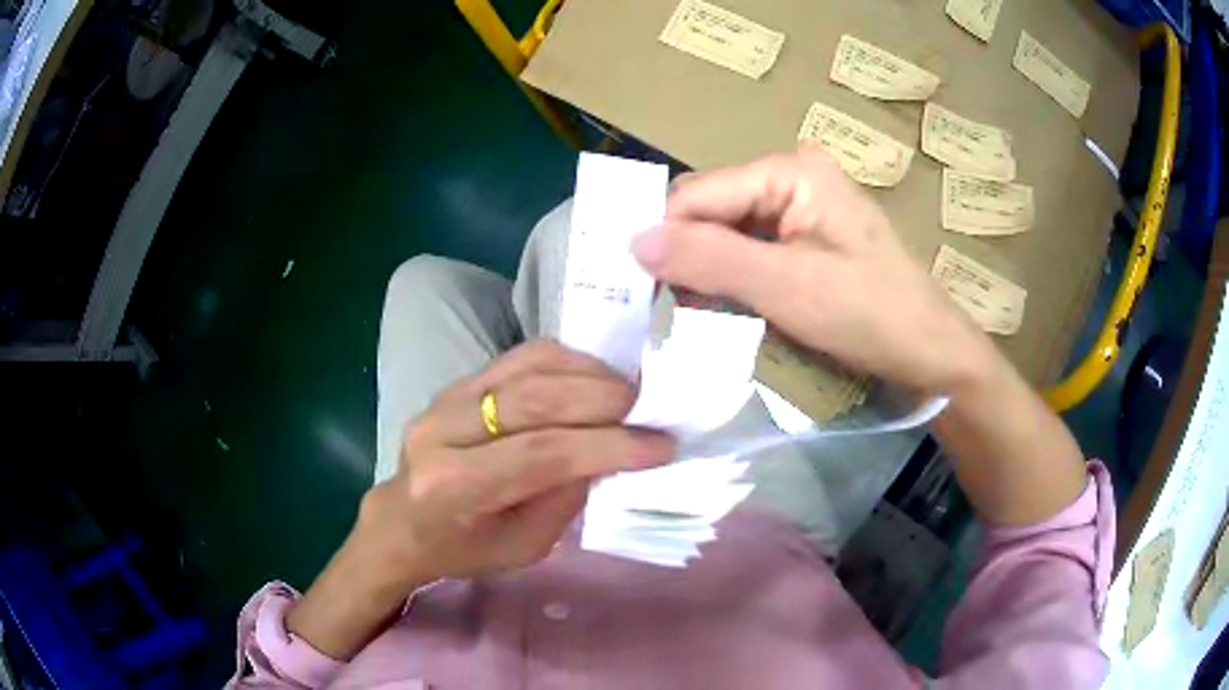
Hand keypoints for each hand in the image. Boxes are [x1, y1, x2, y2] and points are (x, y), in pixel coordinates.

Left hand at [356, 339, 673, 585]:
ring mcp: (447, 396)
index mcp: (454, 486)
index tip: (661, 445)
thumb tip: (613, 448)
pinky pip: (521, 357)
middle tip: (650, 412)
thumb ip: (566, 496)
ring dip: (591, 374)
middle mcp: (443, 430)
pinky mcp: (459, 380)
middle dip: (606, 401)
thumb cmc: (465, 549)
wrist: (404, 521)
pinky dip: (569, 361)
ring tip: (629, 393)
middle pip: (537, 399)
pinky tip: (595, 377)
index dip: (608, 445)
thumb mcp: (525, 546)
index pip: (542, 454)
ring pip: (531, 367)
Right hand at [630, 148, 1086, 526]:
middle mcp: (790, 177)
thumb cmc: (869, 315)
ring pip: (726, 233)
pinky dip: (732, 280)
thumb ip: (709, 258)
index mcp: (788, 171)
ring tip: (695, 315)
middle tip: (667, 309)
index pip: (699, 194)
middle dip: (687, 256)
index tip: (638, 289)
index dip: (665, 237)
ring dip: (707, 272)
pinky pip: (750, 251)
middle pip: (712, 210)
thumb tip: (633, 240)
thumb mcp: (785, 287)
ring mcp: (801, 208)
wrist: (931, 353)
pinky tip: (727, 309)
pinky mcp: (806, 239)